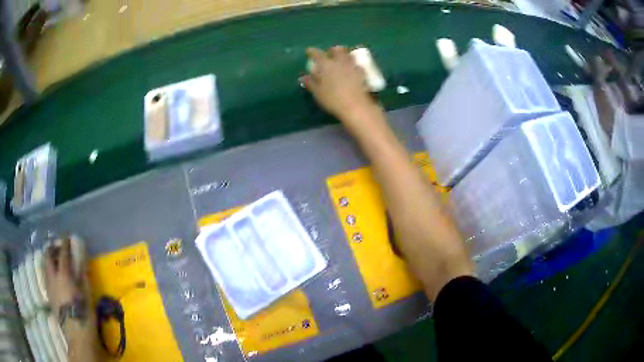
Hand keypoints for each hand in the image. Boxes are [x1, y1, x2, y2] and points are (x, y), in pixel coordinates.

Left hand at [44, 238, 87, 317]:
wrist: (76, 334)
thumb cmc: (83, 313)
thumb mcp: (87, 295)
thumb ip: (83, 277)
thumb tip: (81, 265)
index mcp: (63, 274)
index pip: (63, 254)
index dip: (64, 243)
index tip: (66, 236)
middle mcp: (53, 277)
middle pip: (48, 257)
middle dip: (51, 249)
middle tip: (57, 247)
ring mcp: (49, 286)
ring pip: (45, 266)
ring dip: (48, 260)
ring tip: (54, 260)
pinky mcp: (49, 296)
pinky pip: (46, 277)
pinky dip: (48, 272)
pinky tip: (53, 277)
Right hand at [302, 47, 379, 126]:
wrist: (356, 106)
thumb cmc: (333, 99)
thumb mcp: (317, 93)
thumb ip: (310, 83)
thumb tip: (303, 77)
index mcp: (326, 64)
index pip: (317, 54)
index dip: (312, 51)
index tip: (309, 51)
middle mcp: (340, 61)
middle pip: (337, 49)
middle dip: (332, 50)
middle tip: (329, 54)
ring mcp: (353, 66)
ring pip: (349, 54)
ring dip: (344, 54)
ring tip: (342, 60)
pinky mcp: (363, 73)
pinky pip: (357, 64)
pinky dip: (354, 64)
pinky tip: (353, 69)